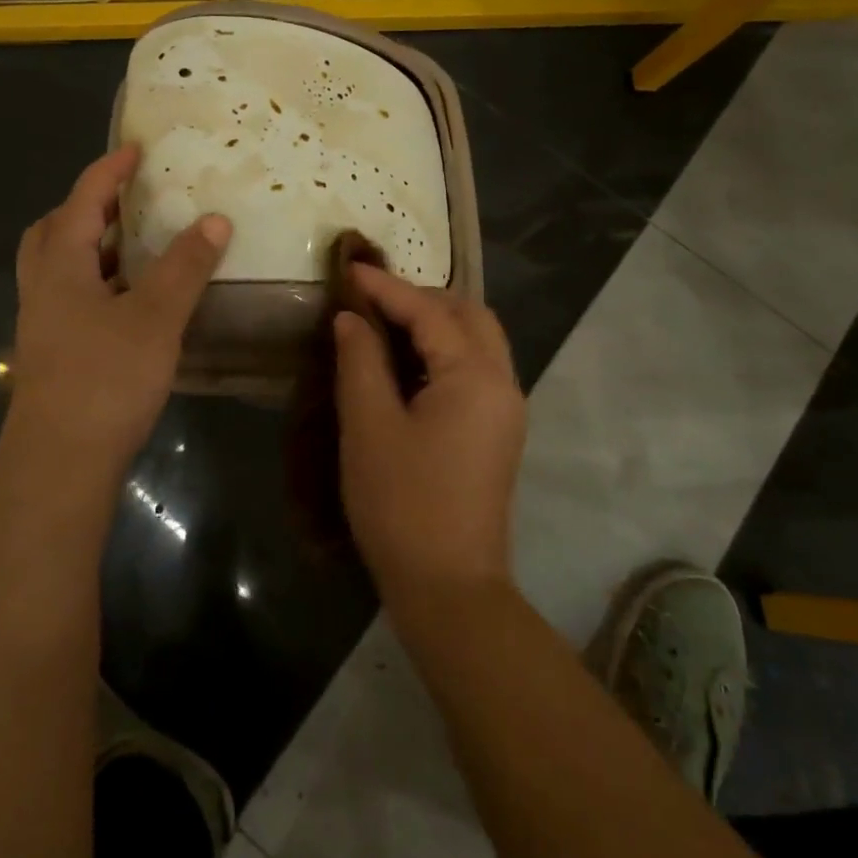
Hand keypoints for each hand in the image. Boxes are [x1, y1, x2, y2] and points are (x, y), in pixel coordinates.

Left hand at [0, 145, 229, 497]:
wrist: (60, 463)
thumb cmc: (105, 379)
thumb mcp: (155, 317)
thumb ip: (185, 267)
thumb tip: (214, 220)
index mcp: (61, 267)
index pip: (82, 202)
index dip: (109, 172)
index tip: (137, 149)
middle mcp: (44, 289)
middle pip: (54, 231)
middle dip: (87, 207)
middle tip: (127, 200)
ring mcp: (45, 324)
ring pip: (61, 268)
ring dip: (93, 247)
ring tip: (137, 244)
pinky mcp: (56, 354)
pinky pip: (73, 298)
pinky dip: (100, 283)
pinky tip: (133, 301)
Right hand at [333, 265, 525, 597]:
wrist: (449, 588)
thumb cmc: (403, 505)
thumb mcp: (370, 427)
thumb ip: (361, 361)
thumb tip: (352, 319)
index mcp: (476, 377)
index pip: (431, 313)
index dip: (387, 288)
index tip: (350, 269)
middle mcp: (503, 383)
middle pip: (470, 316)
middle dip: (422, 298)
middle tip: (374, 298)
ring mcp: (506, 409)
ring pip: (479, 341)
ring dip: (438, 322)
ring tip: (388, 322)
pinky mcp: (499, 432)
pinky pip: (477, 369)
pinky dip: (446, 351)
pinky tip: (409, 361)